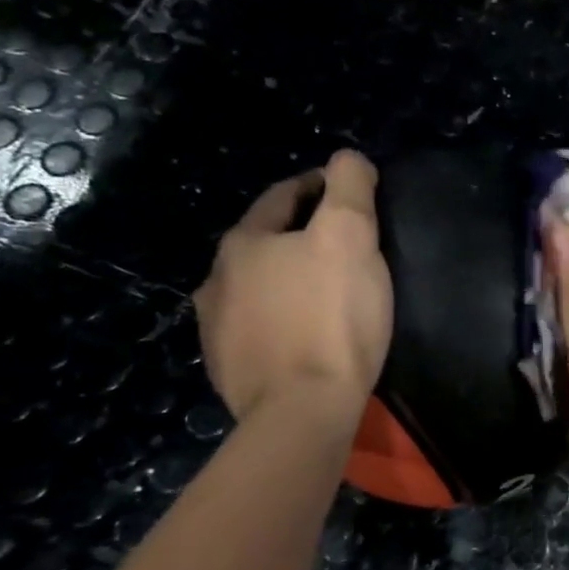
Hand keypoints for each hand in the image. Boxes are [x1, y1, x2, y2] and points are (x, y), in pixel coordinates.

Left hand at [194, 150, 391, 425]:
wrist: (302, 410)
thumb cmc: (331, 318)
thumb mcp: (351, 237)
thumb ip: (350, 188)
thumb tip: (347, 158)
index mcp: (244, 243)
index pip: (284, 197)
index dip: (319, 187)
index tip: (349, 191)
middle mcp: (217, 279)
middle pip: (266, 243)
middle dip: (301, 236)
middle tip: (345, 246)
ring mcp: (217, 328)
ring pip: (258, 289)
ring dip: (286, 282)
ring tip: (324, 293)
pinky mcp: (229, 369)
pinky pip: (258, 330)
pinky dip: (280, 322)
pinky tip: (304, 336)